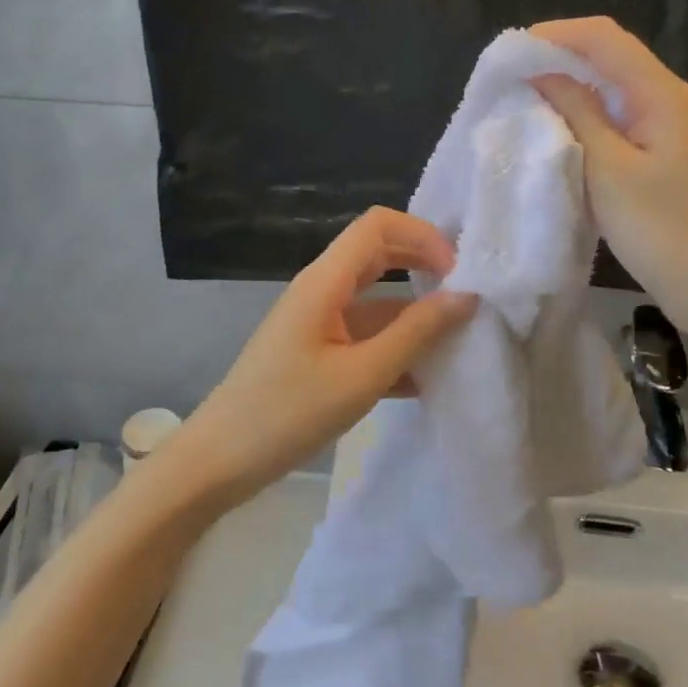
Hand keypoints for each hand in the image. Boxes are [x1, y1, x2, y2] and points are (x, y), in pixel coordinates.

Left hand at [173, 207, 476, 506]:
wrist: (221, 461)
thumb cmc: (289, 412)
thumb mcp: (362, 375)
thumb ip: (416, 333)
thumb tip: (467, 296)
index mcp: (325, 281)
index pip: (378, 225)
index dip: (422, 236)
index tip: (457, 274)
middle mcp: (321, 290)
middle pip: (379, 255)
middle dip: (425, 267)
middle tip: (467, 296)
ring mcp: (318, 321)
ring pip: (376, 300)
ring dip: (415, 315)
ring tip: (458, 343)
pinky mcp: (318, 351)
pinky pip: (365, 335)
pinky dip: (395, 348)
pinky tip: (425, 381)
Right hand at [530, 16, 687, 342]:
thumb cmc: (660, 230)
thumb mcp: (608, 169)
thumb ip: (576, 114)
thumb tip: (543, 74)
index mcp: (661, 94)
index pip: (604, 38)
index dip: (555, 35)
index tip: (510, 53)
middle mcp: (668, 97)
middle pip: (610, 55)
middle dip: (559, 56)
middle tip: (511, 75)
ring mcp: (668, 124)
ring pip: (612, 86)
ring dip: (570, 85)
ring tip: (525, 96)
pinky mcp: (662, 151)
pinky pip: (618, 115)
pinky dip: (584, 113)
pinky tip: (558, 128)